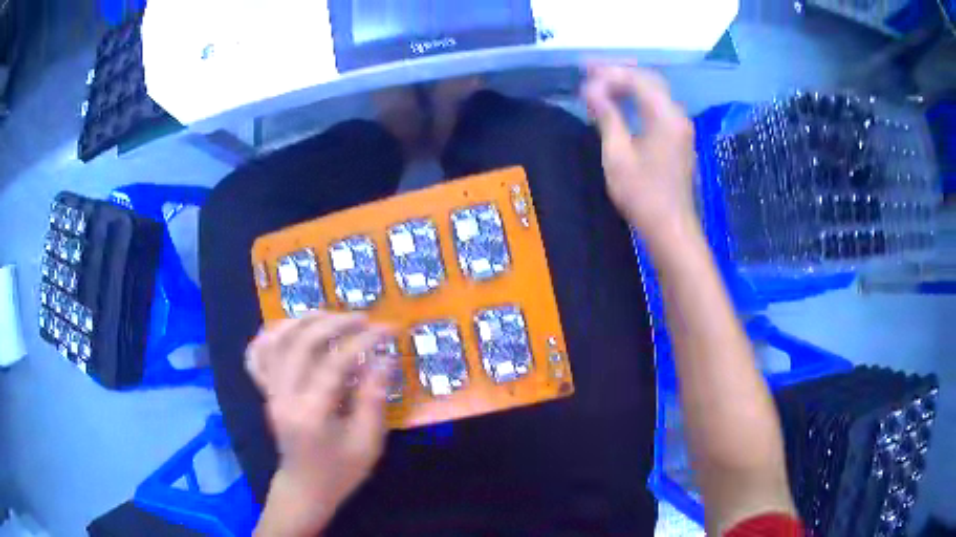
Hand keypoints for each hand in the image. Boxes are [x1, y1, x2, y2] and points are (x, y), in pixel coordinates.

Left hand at [247, 311, 395, 535]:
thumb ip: (374, 399)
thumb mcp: (367, 443)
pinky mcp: (265, 392)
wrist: (305, 489)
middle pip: (302, 343)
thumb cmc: (340, 472)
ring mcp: (269, 392)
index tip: (388, 329)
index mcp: (311, 413)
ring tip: (330, 315)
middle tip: (363, 319)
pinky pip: (256, 356)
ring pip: (276, 342)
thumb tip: (384, 358)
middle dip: (335, 323)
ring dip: (303, 321)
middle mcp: (283, 397)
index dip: (364, 341)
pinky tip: (288, 327)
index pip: (335, 363)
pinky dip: (269, 336)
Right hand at [583, 65, 698, 244]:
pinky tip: (621, 104)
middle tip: (590, 71)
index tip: (583, 72)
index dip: (609, 72)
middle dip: (620, 72)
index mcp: (665, 115)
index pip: (636, 79)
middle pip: (649, 80)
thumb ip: (606, 116)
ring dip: (629, 85)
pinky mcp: (679, 139)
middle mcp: (677, 115)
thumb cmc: (643, 194)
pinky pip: (658, 107)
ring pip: (655, 93)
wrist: (671, 228)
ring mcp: (681, 127)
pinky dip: (638, 100)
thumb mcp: (617, 154)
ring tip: (600, 84)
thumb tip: (590, 89)